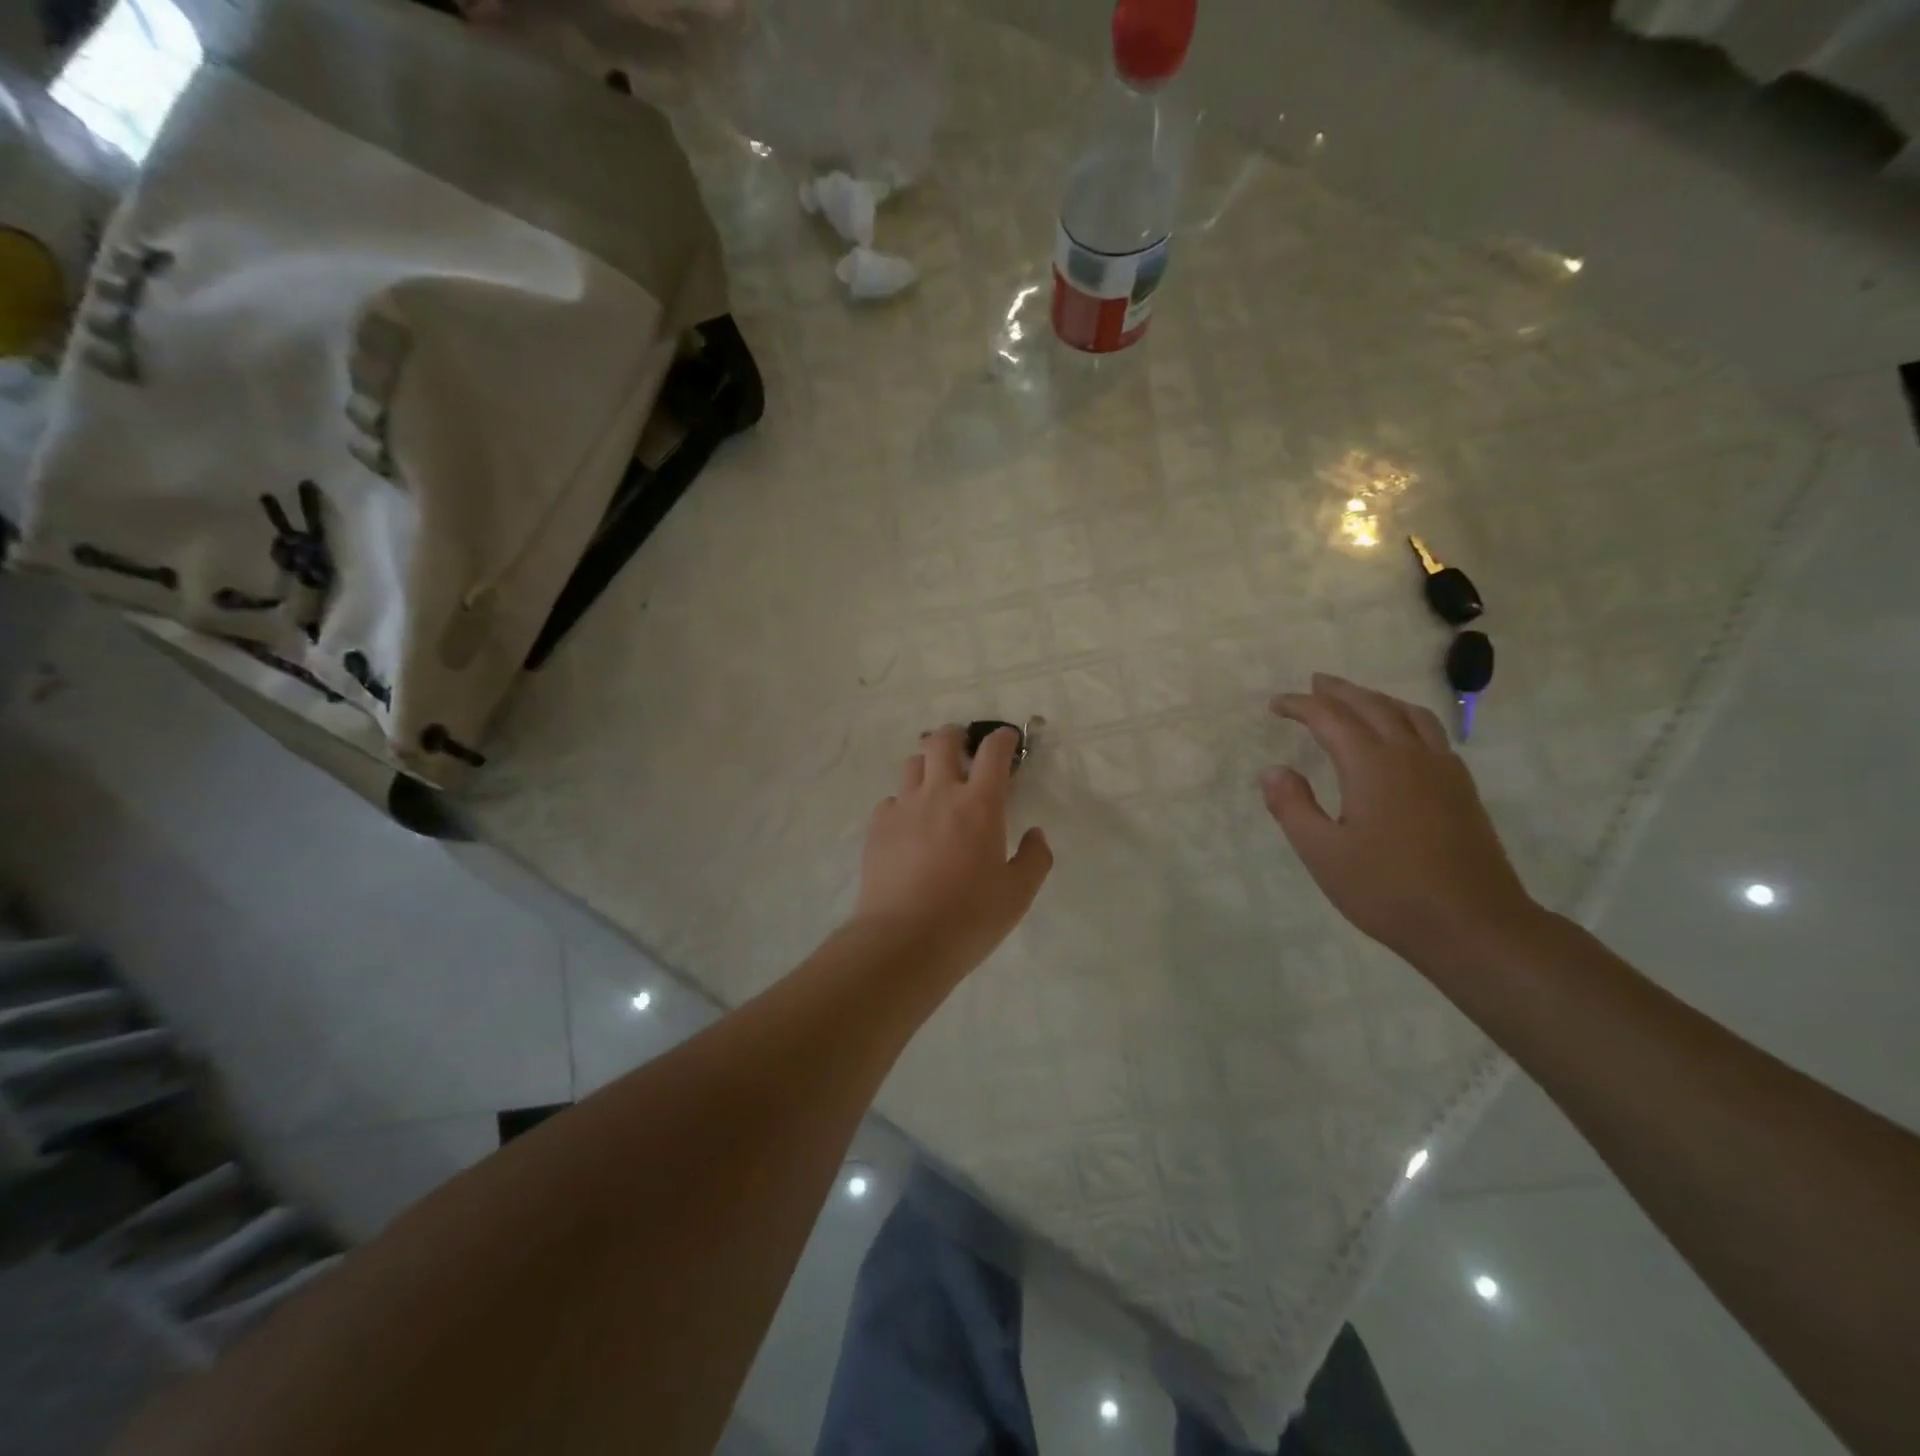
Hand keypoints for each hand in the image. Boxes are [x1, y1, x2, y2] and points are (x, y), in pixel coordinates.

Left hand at [853, 726, 1053, 982]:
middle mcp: (939, 794)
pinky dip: (904, 802)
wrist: (902, 941)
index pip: (993, 752)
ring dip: (928, 765)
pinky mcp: (877, 826)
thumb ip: (1034, 858)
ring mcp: (903, 807)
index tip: (1008, 740)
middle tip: (964, 748)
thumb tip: (1035, 834)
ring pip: (913, 764)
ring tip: (935, 785)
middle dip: (956, 735)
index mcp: (980, 805)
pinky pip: (892, 799)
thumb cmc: (968, 918)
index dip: (1003, 738)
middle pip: (942, 741)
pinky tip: (910, 825)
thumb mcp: (1017, 895)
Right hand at [1262, 674, 1537, 959]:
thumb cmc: (1387, 890)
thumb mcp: (1322, 853)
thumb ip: (1292, 807)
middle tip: (1314, 684)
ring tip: (1356, 699)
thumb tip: (1271, 770)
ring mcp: (1443, 770)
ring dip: (1376, 699)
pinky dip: (1406, 718)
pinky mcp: (1462, 789)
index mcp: (1372, 766)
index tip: (1275, 705)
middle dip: (1339, 692)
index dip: (1301, 706)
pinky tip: (1402, 736)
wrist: (1473, 924)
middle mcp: (1410, 756)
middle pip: (1372, 706)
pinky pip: (1431, 733)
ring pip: (1408, 714)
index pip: (1331, 719)